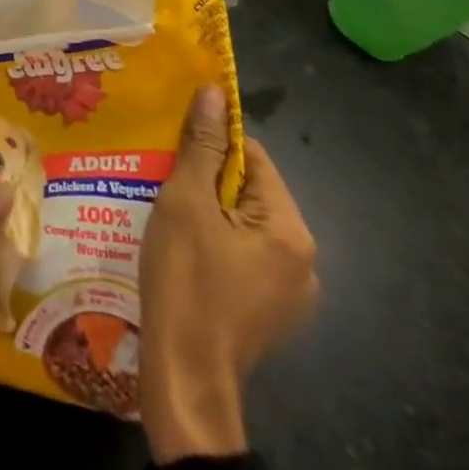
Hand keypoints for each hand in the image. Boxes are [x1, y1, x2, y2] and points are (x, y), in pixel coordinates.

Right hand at [140, 86, 318, 461]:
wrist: (184, 376)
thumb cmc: (186, 280)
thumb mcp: (186, 202)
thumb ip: (202, 146)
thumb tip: (213, 93)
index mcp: (291, 229)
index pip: (253, 157)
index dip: (211, 146)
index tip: (174, 150)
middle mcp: (304, 260)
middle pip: (250, 192)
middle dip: (207, 181)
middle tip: (164, 182)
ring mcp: (291, 293)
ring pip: (245, 225)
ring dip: (209, 213)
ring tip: (167, 215)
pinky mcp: (271, 314)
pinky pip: (245, 257)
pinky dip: (216, 245)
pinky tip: (183, 252)